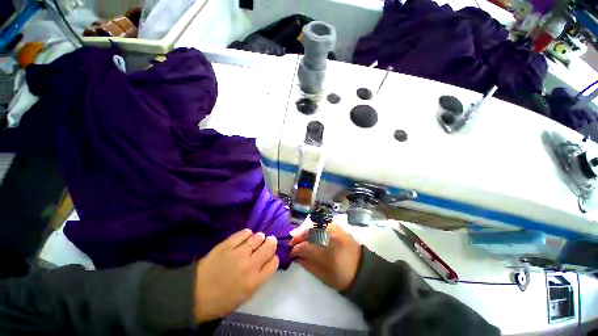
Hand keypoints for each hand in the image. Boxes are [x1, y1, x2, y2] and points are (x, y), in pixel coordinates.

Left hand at [194, 229, 278, 322]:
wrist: (194, 294)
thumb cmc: (221, 300)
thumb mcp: (245, 296)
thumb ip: (259, 278)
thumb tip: (266, 262)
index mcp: (255, 281)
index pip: (274, 262)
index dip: (273, 257)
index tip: (269, 257)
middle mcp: (250, 265)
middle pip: (269, 246)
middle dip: (270, 243)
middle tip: (267, 242)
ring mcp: (239, 253)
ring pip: (258, 237)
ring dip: (259, 238)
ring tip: (254, 241)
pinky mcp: (228, 244)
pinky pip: (244, 233)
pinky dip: (247, 234)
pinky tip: (245, 237)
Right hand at [290, 223, 361, 291]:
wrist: (363, 270)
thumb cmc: (344, 278)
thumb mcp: (324, 277)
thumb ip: (308, 265)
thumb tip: (297, 257)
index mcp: (329, 254)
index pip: (307, 247)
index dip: (296, 249)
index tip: (291, 253)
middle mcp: (332, 238)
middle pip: (311, 232)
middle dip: (299, 237)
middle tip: (293, 243)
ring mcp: (337, 230)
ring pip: (316, 226)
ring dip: (306, 231)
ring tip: (300, 237)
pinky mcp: (339, 228)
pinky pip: (324, 223)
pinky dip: (315, 226)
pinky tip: (311, 232)